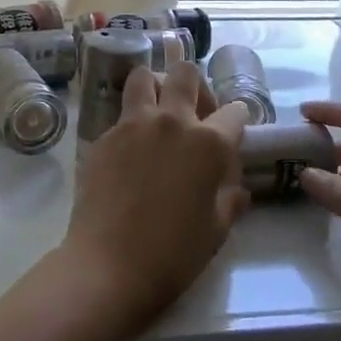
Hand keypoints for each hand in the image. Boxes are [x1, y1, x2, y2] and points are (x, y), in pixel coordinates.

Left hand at [60, 63, 249, 328]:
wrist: (108, 266)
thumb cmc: (173, 254)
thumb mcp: (216, 231)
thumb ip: (230, 200)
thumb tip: (237, 189)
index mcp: (208, 142)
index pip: (234, 112)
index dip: (238, 120)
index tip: (234, 131)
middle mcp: (171, 121)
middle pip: (185, 74)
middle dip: (196, 85)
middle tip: (195, 111)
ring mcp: (132, 124)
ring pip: (144, 76)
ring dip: (155, 86)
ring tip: (158, 112)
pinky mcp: (103, 136)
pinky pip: (121, 113)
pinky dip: (132, 121)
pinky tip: (132, 150)